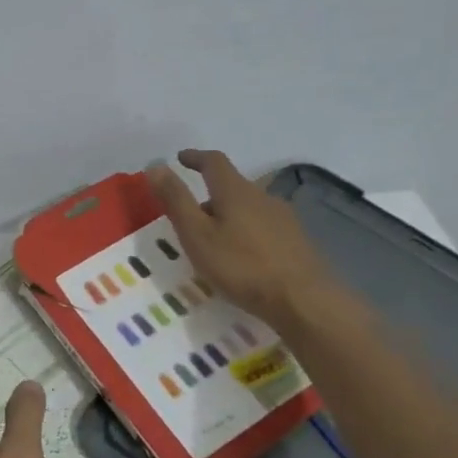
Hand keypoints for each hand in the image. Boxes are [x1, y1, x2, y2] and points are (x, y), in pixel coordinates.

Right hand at [146, 150, 337, 325]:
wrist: (302, 299)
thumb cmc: (241, 266)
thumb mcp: (197, 235)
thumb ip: (176, 201)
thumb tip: (155, 165)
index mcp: (235, 191)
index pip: (214, 162)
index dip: (195, 158)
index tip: (181, 159)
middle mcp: (262, 197)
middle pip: (231, 187)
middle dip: (209, 196)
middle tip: (189, 217)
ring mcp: (283, 218)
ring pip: (248, 208)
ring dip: (228, 216)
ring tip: (213, 241)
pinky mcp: (295, 240)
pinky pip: (262, 227)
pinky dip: (245, 232)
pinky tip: (241, 257)